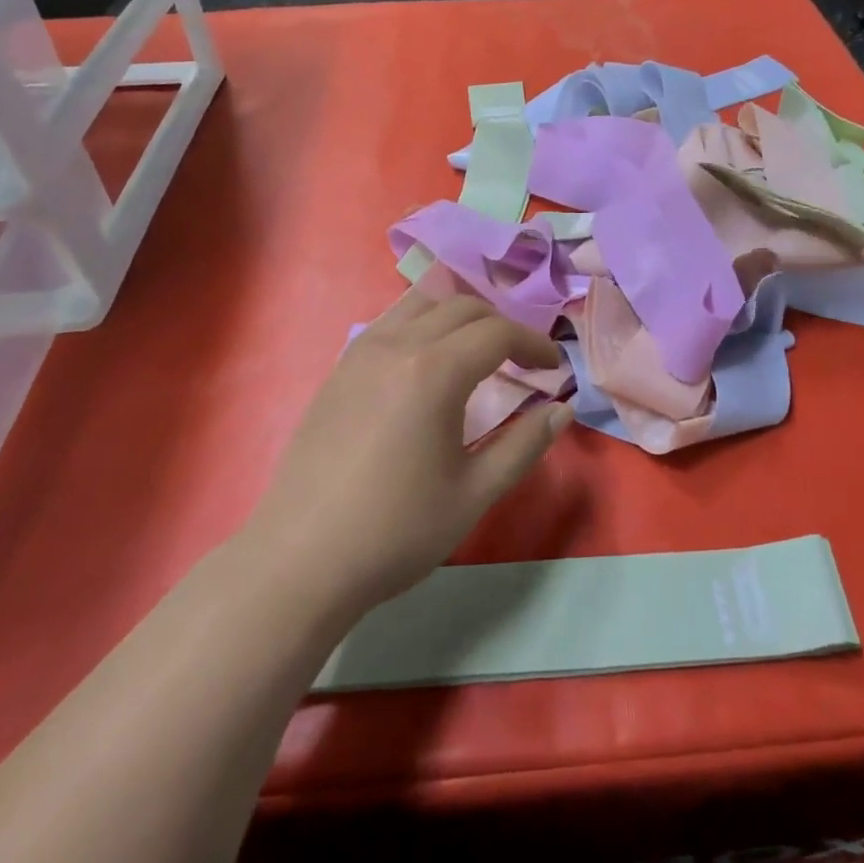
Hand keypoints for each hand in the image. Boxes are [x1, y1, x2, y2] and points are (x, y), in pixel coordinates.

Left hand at [249, 290, 570, 615]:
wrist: (301, 559)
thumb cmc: (397, 530)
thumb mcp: (475, 493)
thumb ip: (524, 445)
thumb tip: (562, 410)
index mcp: (435, 371)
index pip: (498, 333)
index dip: (533, 344)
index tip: (553, 369)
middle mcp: (398, 344)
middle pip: (463, 307)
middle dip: (501, 326)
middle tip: (522, 361)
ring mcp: (362, 351)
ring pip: (422, 303)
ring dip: (460, 316)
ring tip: (478, 351)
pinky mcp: (340, 367)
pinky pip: (392, 321)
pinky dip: (424, 323)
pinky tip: (428, 362)